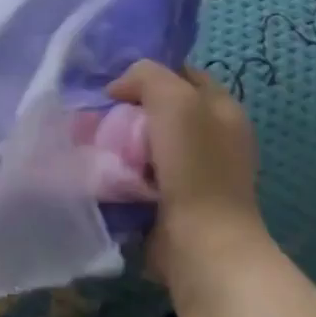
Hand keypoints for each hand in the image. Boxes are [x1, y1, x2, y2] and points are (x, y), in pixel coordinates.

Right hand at [107, 61, 269, 290]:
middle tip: (97, 114)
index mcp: (223, 109)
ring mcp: (194, 171)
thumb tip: (119, 90)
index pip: (181, 74)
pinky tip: (103, 169)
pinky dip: (121, 170)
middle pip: (159, 109)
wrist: (200, 243)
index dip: (149, 73)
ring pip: (145, 141)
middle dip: (128, 109)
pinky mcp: (174, 200)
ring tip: (93, 142)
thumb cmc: (194, 166)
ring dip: (120, 142)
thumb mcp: (174, 99)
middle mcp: (213, 137)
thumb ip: (146, 76)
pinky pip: (139, 172)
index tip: (115, 84)